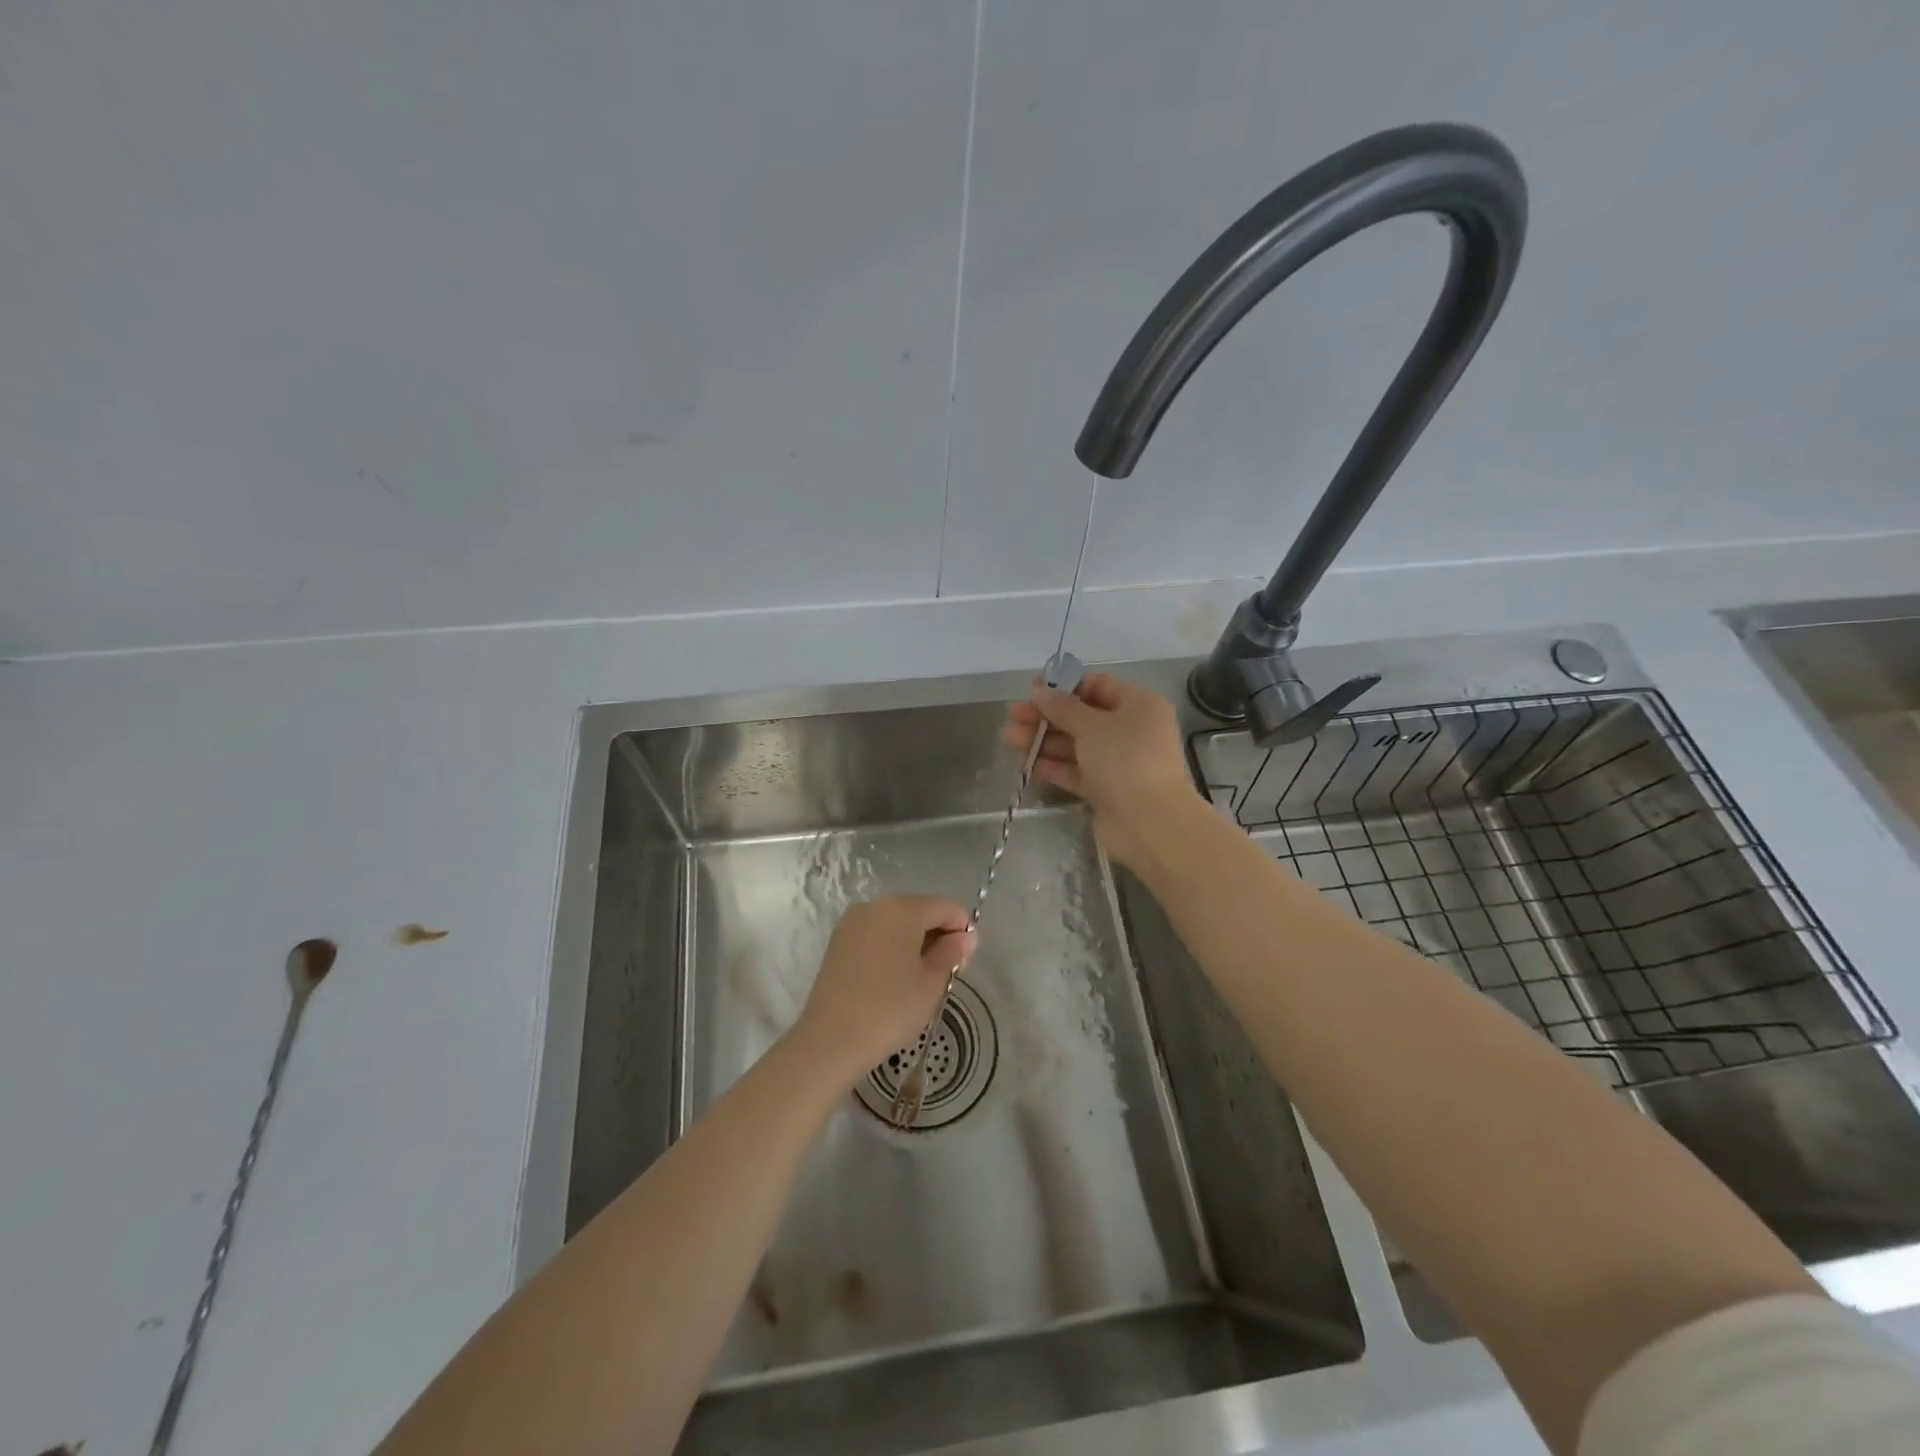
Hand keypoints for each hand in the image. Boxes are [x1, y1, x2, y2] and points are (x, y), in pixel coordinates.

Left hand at [791, 896, 976, 1083]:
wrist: (831, 1040)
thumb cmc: (890, 1008)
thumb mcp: (931, 983)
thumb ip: (951, 953)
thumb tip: (965, 937)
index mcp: (903, 908)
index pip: (946, 908)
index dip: (962, 930)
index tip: (965, 963)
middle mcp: (875, 905)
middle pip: (919, 911)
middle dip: (938, 936)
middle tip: (945, 975)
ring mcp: (852, 922)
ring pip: (896, 924)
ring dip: (914, 943)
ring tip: (919, 981)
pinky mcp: (838, 942)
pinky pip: (876, 936)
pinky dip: (891, 949)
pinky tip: (894, 980)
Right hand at [1002, 672, 1193, 868]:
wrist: (1148, 822)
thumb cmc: (1125, 759)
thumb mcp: (1091, 726)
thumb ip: (1062, 707)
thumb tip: (1040, 691)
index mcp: (1139, 705)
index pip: (1099, 686)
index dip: (1065, 687)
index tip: (1033, 691)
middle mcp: (1131, 730)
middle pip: (1083, 717)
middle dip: (1047, 716)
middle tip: (1013, 715)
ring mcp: (1119, 762)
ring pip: (1076, 745)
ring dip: (1043, 740)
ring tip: (1008, 738)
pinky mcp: (1106, 789)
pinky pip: (1076, 771)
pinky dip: (1053, 766)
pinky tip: (1025, 762)